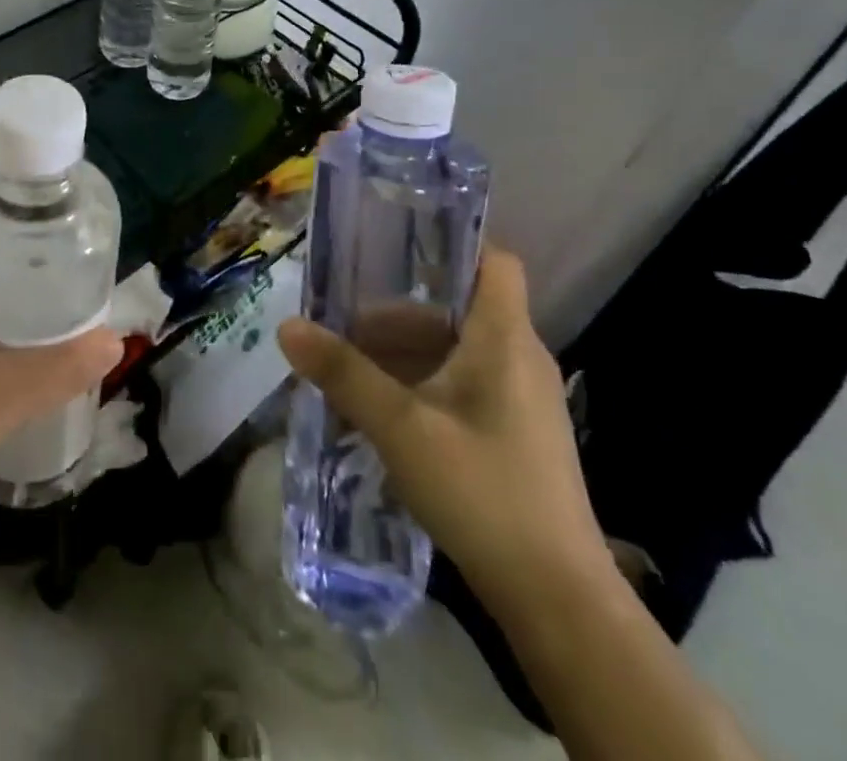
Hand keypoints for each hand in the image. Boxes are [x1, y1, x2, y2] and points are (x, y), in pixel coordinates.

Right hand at [278, 249, 611, 615]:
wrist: (558, 602)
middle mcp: (518, 358)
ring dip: (403, 354)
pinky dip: (421, 385)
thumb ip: (343, 374)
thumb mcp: (401, 428)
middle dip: (397, 314)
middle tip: (342, 323)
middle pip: (456, 308)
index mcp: (504, 339)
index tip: (391, 247)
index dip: (450, 243)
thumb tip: (288, 326)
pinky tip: (381, 414)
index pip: (493, 261)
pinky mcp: (515, 435)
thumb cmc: (482, 492)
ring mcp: (521, 400)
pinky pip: (462, 386)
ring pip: (455, 350)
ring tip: (348, 370)